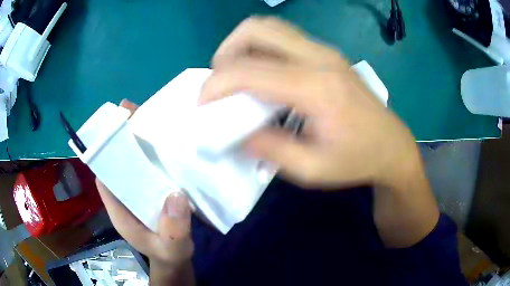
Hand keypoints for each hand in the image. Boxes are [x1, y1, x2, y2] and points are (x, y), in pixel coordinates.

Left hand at [95, 100, 193, 266]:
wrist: (177, 262)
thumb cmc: (169, 255)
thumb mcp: (172, 248)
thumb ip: (173, 230)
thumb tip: (176, 195)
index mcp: (119, 209)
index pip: (105, 176)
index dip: (106, 152)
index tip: (116, 128)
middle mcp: (125, 196)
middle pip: (119, 162)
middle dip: (125, 139)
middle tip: (137, 112)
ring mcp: (139, 193)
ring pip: (135, 163)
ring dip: (142, 143)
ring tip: (155, 119)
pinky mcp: (153, 192)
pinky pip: (151, 169)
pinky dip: (156, 156)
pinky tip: (170, 143)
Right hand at [200, 17, 420, 189]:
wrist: (391, 146)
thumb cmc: (357, 160)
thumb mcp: (311, 169)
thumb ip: (270, 150)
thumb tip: (235, 134)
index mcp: (316, 88)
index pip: (249, 70)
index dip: (215, 84)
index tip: (202, 105)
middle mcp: (319, 58)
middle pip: (256, 28)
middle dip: (226, 52)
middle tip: (221, 83)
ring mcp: (325, 51)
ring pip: (269, 27)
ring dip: (242, 46)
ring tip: (238, 77)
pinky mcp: (327, 53)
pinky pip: (283, 37)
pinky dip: (261, 49)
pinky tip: (264, 75)